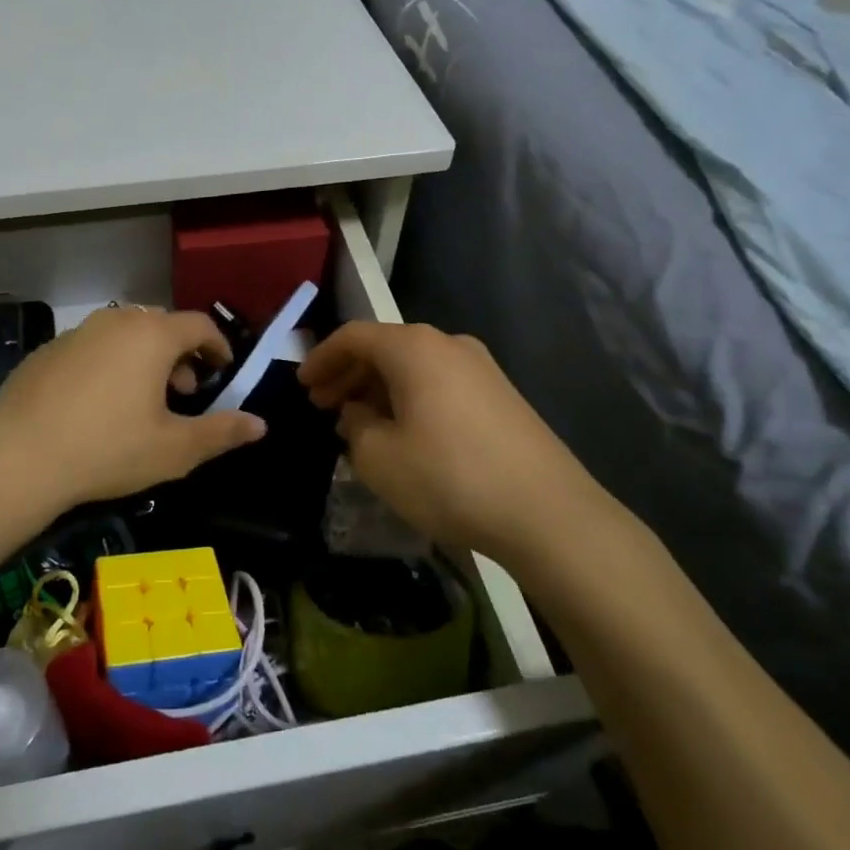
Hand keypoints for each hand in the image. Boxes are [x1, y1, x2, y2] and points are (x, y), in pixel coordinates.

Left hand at [0, 306, 265, 513]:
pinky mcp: (47, 351)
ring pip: (124, 334)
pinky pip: (92, 348)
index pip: (200, 325)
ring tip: (142, 400)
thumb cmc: (107, 450)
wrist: (17, 459)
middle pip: (162, 325)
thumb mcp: (174, 449)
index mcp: (152, 335)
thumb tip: (260, 424)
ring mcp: (76, 333)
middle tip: (184, 391)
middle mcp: (116, 322)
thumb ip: (222, 432)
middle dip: (181, 354)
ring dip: (144, 358)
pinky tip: (97, 405)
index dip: (218, 346)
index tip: (223, 371)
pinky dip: (108, 364)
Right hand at [299, 321, 604, 561]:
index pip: (354, 336)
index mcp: (413, 348)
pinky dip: (410, 398)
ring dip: (379, 388)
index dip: (322, 358)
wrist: (546, 512)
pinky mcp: (501, 396)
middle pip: (385, 347)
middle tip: (323, 405)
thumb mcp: (379, 458)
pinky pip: (440, 384)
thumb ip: (355, 427)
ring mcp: (481, 368)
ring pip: (414, 367)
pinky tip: (404, 432)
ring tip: (359, 421)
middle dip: (349, 374)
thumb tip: (359, 414)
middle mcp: (448, 344)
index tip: (302, 385)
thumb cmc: (449, 477)